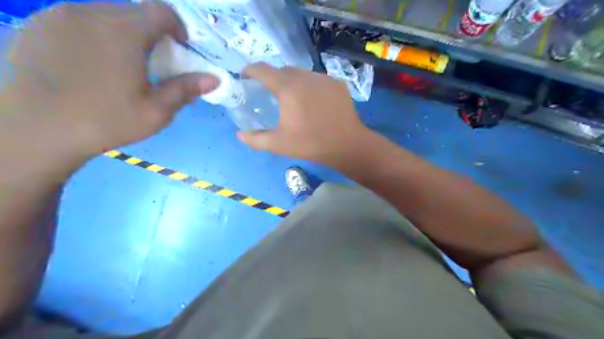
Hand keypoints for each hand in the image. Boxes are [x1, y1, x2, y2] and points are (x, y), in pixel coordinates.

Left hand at [1, 1, 219, 159]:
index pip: (161, 11)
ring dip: (122, 32)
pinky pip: (75, 20)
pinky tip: (89, 63)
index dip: (177, 26)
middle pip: (133, 11)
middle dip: (151, 31)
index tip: (180, 48)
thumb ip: (185, 89)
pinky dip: (93, 34)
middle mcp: (90, 12)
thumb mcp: (156, 111)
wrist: (34, 130)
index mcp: (124, 31)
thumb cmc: (106, 121)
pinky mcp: (33, 24)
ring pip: (103, 13)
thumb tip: (214, 79)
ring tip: (121, 63)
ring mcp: (57, 15)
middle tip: (153, 60)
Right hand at [237, 62, 373, 167]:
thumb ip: (256, 139)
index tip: (245, 78)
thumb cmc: (311, 144)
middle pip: (283, 70)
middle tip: (270, 95)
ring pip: (301, 74)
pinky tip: (313, 103)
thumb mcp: (279, 144)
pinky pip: (317, 80)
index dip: (250, 71)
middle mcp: (305, 77)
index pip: (263, 69)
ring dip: (292, 82)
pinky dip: (310, 87)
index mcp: (288, 88)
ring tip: (293, 100)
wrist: (347, 145)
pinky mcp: (337, 84)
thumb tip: (239, 134)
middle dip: (272, 78)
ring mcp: (323, 78)